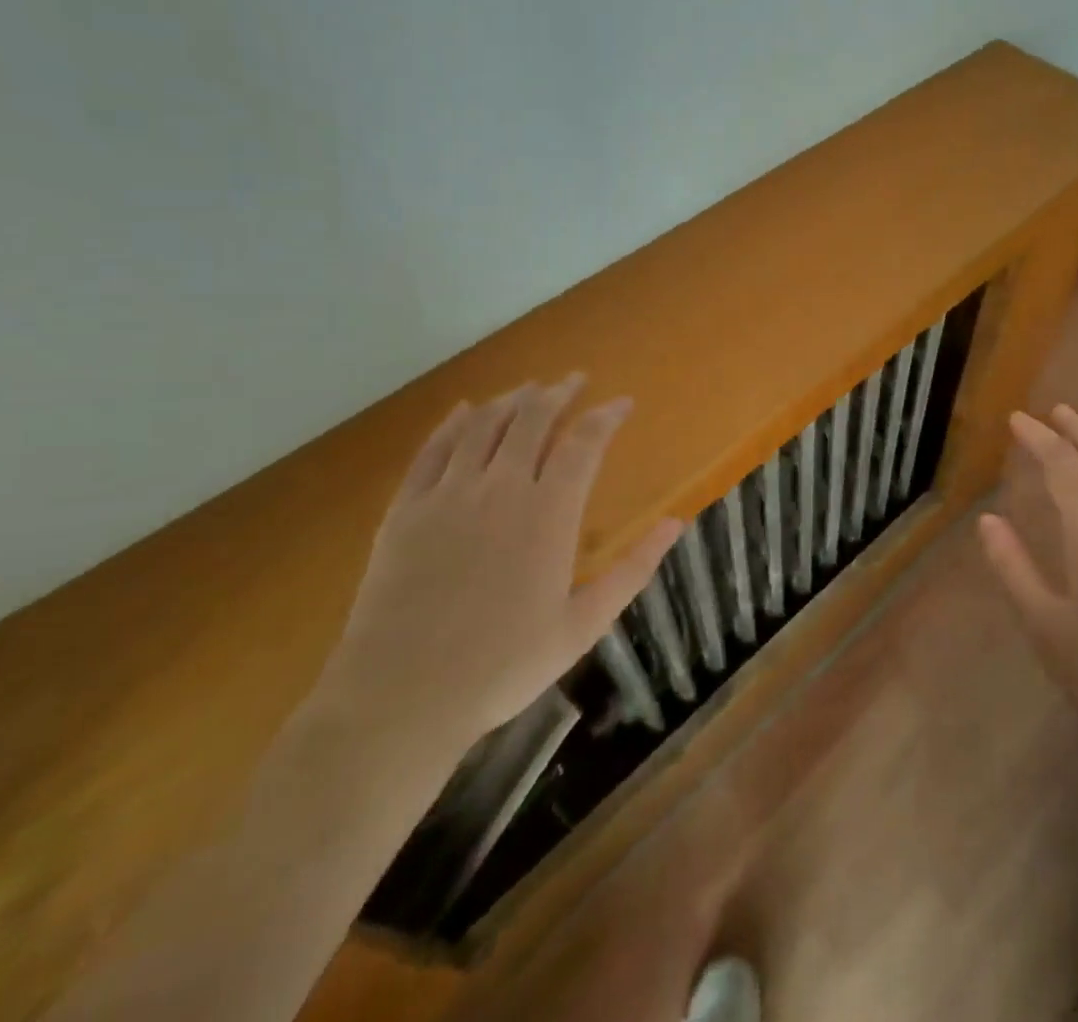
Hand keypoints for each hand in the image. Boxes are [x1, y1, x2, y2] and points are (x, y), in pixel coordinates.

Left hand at [319, 375, 681, 767]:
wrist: (401, 697)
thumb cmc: (503, 666)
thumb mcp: (583, 625)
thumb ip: (633, 569)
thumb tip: (676, 523)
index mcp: (548, 513)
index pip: (584, 443)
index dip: (606, 416)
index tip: (622, 402)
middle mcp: (500, 487)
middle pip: (533, 419)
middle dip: (559, 393)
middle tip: (574, 380)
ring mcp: (448, 493)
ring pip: (484, 425)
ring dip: (512, 400)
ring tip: (530, 389)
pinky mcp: (406, 508)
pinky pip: (432, 449)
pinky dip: (453, 423)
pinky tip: (466, 410)